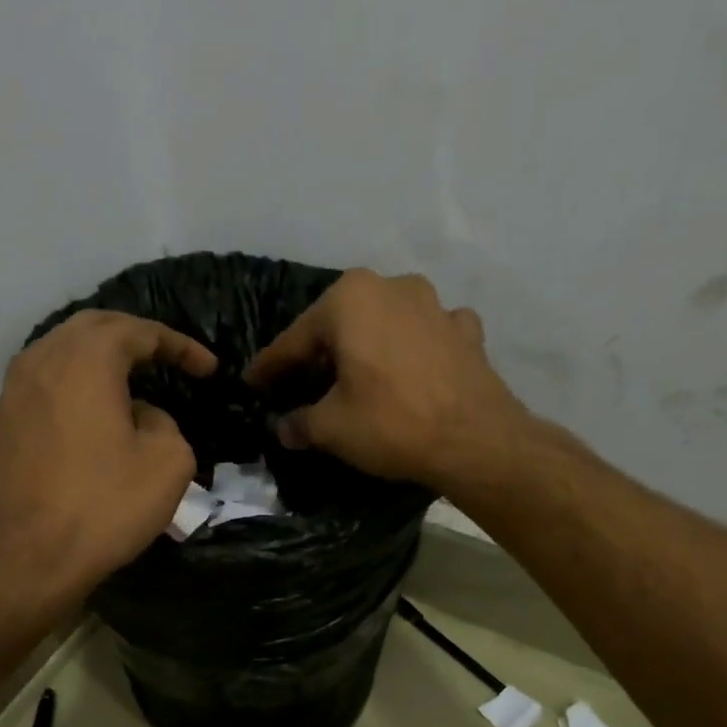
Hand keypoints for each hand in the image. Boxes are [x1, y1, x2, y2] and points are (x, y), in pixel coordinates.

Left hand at [0, 311, 215, 608]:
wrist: (28, 559)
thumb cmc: (105, 506)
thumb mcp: (168, 462)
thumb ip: (165, 422)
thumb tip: (140, 417)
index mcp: (86, 358)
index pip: (139, 331)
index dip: (180, 346)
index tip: (209, 369)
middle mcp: (42, 359)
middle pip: (94, 328)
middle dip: (135, 338)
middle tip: (168, 359)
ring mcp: (13, 392)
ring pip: (62, 353)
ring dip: (100, 359)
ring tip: (131, 380)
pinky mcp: (2, 425)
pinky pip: (46, 385)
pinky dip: (76, 385)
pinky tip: (94, 412)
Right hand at [243, 269, 529, 491]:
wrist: (475, 440)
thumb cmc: (391, 424)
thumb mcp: (331, 428)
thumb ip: (300, 423)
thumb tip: (284, 428)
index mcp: (349, 299)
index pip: (295, 339)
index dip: (270, 368)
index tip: (251, 384)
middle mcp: (392, 286)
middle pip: (340, 326)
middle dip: (318, 356)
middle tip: (298, 385)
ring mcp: (435, 305)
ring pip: (384, 326)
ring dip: (365, 350)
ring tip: (352, 380)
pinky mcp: (465, 331)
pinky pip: (424, 337)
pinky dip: (409, 353)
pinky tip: (408, 373)